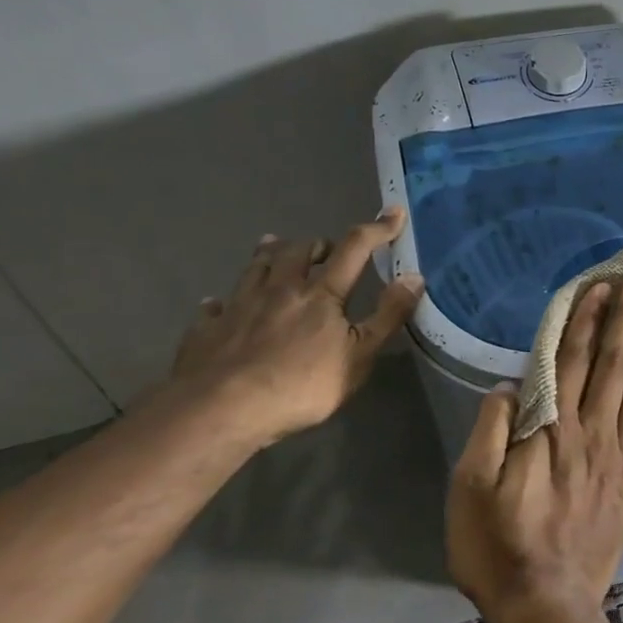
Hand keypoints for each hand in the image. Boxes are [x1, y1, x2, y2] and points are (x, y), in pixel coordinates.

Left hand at [168, 209, 424, 448]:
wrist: (221, 409)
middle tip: (326, 248)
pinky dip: (222, 301)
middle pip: (296, 251)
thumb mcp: (360, 355)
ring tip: (273, 245)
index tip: (394, 213)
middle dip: (316, 244)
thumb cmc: (301, 385)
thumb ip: (388, 315)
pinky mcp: (207, 329)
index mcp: (320, 295)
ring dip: (269, 254)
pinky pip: (215, 306)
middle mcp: (278, 290)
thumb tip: (414, 276)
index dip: (377, 230)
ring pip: (255, 268)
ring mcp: (239, 306)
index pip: (354, 250)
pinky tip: (219, 303)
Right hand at [447, 274, 622, 622]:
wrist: (547, 607)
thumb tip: (509, 386)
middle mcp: (592, 433)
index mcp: (551, 431)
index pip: (569, 361)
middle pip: (612, 364)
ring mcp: (620, 457)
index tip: (600, 288)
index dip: (584, 321)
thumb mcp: (470, 489)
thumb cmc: (498, 546)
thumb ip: (490, 432)